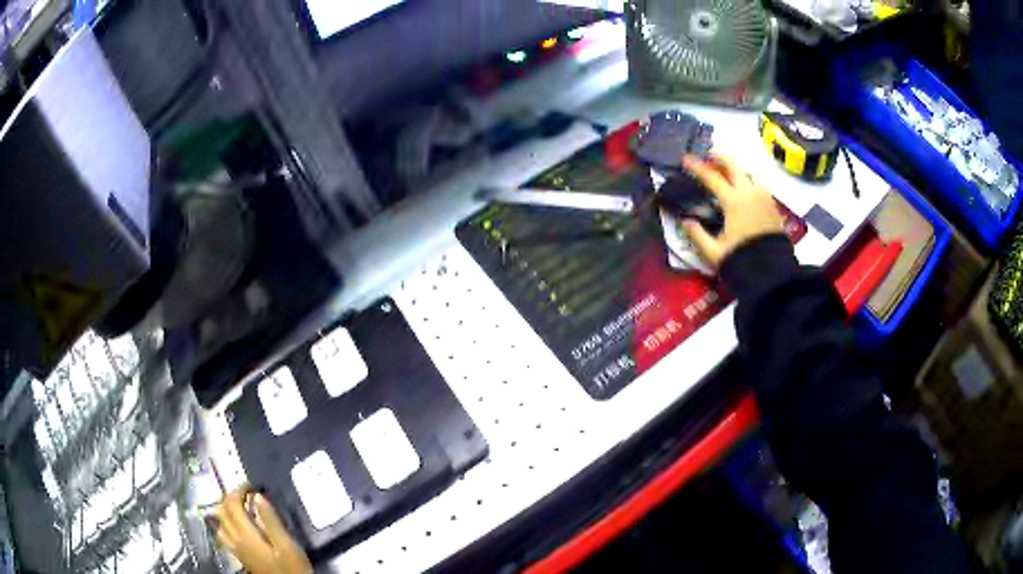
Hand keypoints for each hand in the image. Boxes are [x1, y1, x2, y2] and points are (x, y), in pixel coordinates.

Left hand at [214, 485, 311, 573]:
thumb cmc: (292, 568)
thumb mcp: (287, 545)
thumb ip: (271, 521)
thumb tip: (258, 497)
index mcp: (246, 535)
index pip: (232, 504)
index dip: (239, 490)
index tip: (252, 486)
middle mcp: (235, 540)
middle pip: (222, 511)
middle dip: (231, 497)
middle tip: (247, 494)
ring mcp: (235, 549)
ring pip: (220, 523)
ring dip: (227, 510)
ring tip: (241, 507)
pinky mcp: (239, 556)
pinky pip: (224, 534)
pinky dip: (227, 523)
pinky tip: (238, 526)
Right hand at [681, 152, 783, 268]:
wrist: (772, 272)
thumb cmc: (742, 260)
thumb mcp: (714, 252)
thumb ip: (698, 235)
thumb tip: (686, 221)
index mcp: (733, 201)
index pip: (712, 177)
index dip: (697, 167)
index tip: (686, 158)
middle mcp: (749, 193)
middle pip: (735, 166)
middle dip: (721, 157)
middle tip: (710, 154)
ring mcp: (764, 198)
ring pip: (749, 174)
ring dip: (737, 169)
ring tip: (729, 172)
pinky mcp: (773, 206)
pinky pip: (759, 186)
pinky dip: (748, 182)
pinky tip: (745, 190)